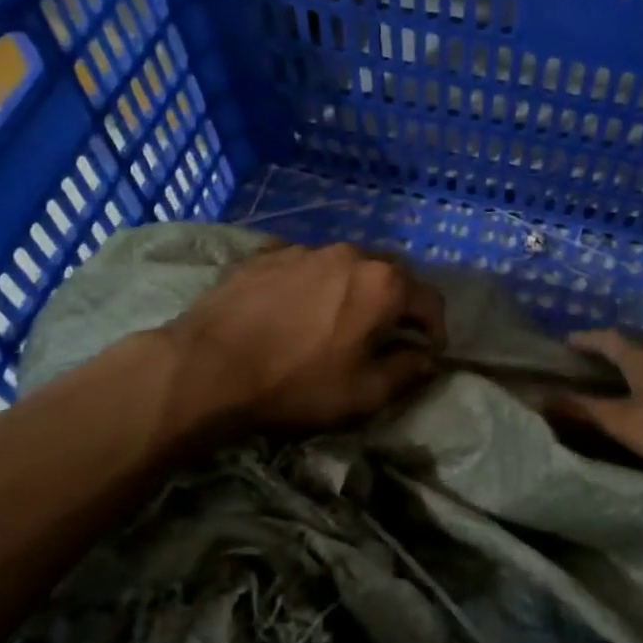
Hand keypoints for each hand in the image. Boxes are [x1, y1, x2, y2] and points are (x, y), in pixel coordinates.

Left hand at [165, 243, 445, 430]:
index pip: (430, 300)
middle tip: (384, 335)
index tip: (428, 352)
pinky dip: (314, 283)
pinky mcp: (269, 253)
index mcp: (384, 284)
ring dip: (354, 290)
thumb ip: (407, 371)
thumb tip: (427, 358)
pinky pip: (307, 264)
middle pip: (391, 276)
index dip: (435, 328)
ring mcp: (308, 249)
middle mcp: (352, 254)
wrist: (207, 366)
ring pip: (348, 266)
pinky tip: (295, 308)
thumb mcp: (363, 393)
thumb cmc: (296, 383)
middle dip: (396, 304)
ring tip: (336, 319)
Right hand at [553, 329, 642, 482]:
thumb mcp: (624, 423)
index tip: (564, 344)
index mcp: (641, 355)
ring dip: (628, 363)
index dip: (585, 339)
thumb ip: (585, 410)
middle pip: (630, 343)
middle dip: (605, 348)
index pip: (606, 337)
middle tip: (582, 362)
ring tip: (609, 379)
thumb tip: (544, 396)